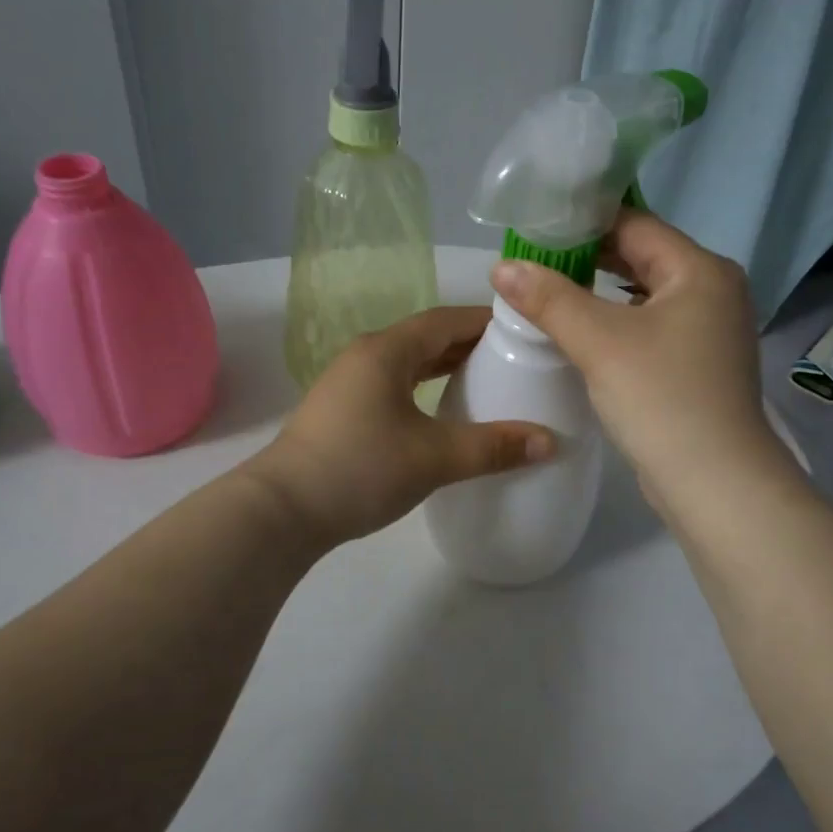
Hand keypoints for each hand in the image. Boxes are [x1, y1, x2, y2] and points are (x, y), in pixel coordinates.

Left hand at [245, 307, 554, 544]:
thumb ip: (494, 447)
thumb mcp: (434, 457)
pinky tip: (441, 411)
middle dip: (470, 343)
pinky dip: (424, 387)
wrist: (281, 511)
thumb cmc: (360, 469)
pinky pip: (394, 384)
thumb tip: (551, 441)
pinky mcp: (342, 410)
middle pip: (427, 337)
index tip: (526, 331)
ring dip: (445, 366)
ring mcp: (349, 382)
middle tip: (515, 358)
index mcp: (387, 350)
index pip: (447, 319)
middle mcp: (366, 355)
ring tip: (486, 381)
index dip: (487, 321)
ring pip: (408, 362)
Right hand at [490, 212, 785, 511]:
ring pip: (647, 293)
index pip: (635, 224)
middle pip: (643, 256)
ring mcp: (712, 328)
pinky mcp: (701, 361)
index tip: (535, 228)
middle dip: (589, 257)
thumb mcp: (598, 342)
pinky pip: (654, 324)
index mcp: (701, 270)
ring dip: (602, 291)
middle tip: (535, 259)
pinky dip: (620, 320)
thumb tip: (502, 266)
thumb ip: (549, 298)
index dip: (583, 222)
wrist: (714, 482)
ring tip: (551, 290)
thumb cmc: (661, 398)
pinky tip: (586, 331)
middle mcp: (714, 290)